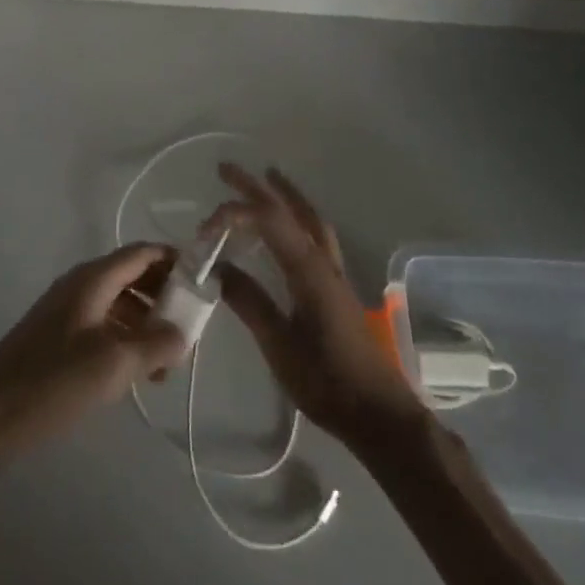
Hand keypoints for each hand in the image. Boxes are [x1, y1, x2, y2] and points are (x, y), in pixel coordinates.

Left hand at [0, 244, 187, 474]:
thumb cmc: (54, 380)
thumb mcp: (114, 363)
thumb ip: (155, 343)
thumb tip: (185, 333)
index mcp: (93, 278)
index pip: (143, 252)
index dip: (175, 261)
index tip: (205, 284)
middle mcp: (81, 285)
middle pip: (133, 276)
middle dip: (165, 299)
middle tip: (190, 333)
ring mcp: (68, 310)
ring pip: (120, 304)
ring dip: (147, 325)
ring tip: (168, 365)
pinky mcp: (59, 337)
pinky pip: (104, 326)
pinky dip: (126, 341)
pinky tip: (138, 374)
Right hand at [205, 164, 422, 443]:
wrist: (380, 415)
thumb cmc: (327, 382)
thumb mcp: (279, 346)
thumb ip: (249, 302)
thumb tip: (217, 267)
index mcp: (308, 270)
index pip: (268, 220)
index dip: (234, 212)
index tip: (204, 230)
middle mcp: (323, 261)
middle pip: (289, 210)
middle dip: (257, 186)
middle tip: (226, 169)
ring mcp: (334, 273)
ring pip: (309, 219)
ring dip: (285, 196)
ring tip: (266, 179)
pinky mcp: (337, 288)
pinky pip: (315, 236)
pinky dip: (297, 218)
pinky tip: (288, 229)